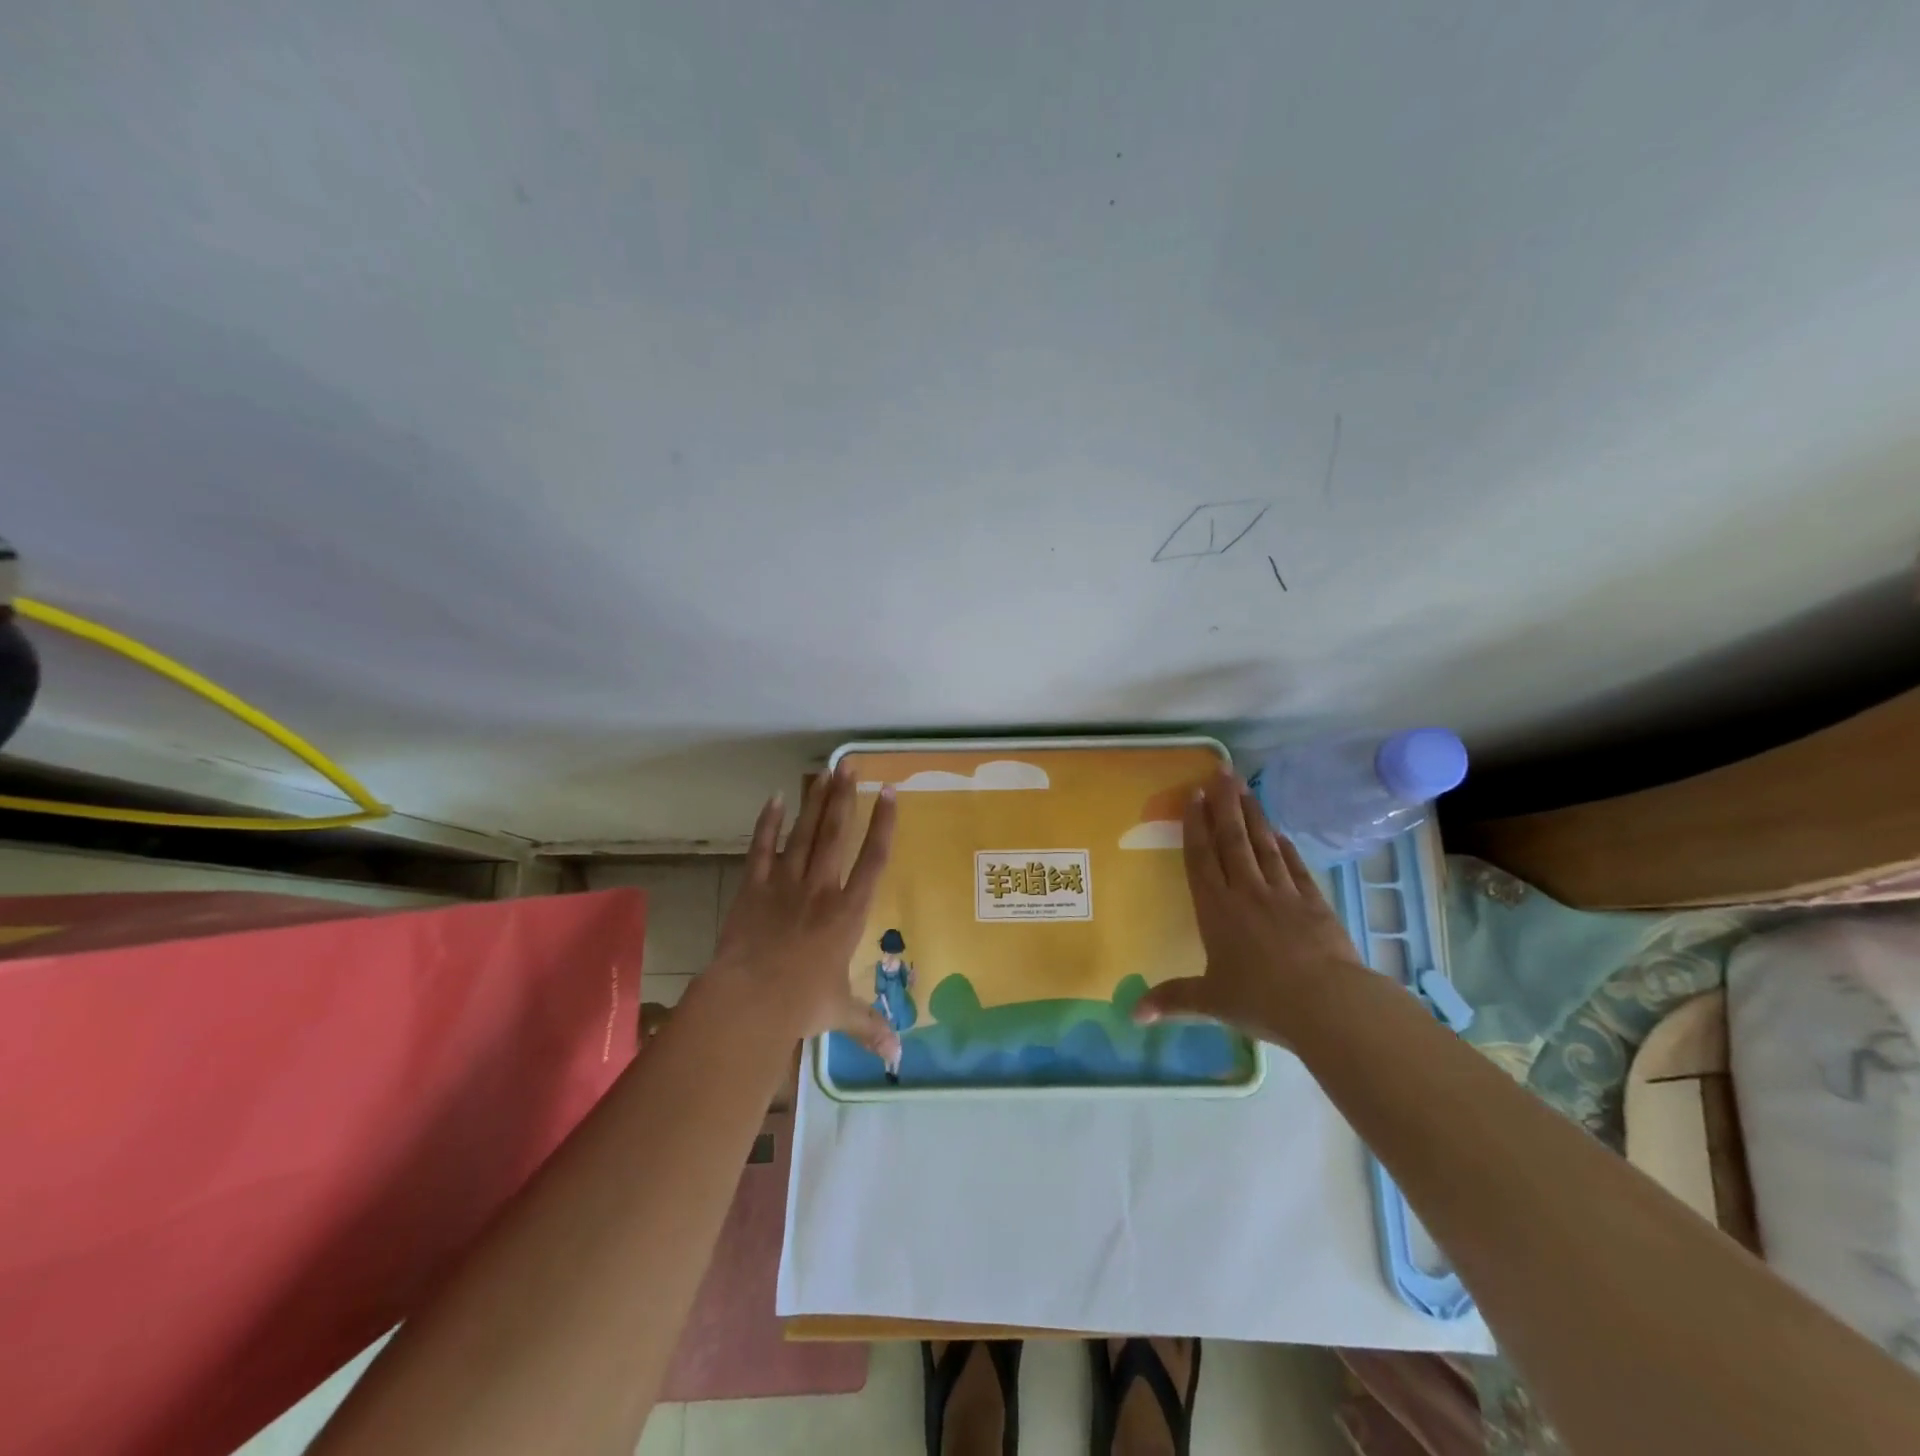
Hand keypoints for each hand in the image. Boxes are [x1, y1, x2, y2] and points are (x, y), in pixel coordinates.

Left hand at [703, 764, 900, 1060]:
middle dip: (845, 797)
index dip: (884, 825)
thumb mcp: (841, 1014)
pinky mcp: (755, 888)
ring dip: (816, 801)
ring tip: (825, 771)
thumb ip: (872, 1028)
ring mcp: (786, 884)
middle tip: (851, 764)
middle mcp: (822, 889)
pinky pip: (762, 848)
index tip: (890, 793)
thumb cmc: (800, 1005)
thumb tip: (899, 1059)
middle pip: (837, 834)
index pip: (874, 860)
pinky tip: (775, 798)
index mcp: (848, 913)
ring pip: (804, 833)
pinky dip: (768, 823)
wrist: (748, 1002)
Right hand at [1132, 771, 1366, 1045]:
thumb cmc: (1260, 1000)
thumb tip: (1131, 1015)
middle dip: (1225, 804)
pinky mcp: (1314, 903)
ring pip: (1263, 845)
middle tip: (1221, 771)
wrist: (1327, 1004)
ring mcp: (1283, 894)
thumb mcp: (1210, 1002)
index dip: (1195, 825)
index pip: (1201, 858)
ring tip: (1246, 788)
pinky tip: (1281, 833)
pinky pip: (1295, 867)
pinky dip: (1286, 848)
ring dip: (1253, 815)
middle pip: (1232, 840)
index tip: (1194, 795)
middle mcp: (1246, 892)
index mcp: (1217, 909)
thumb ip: (1172, 1000)